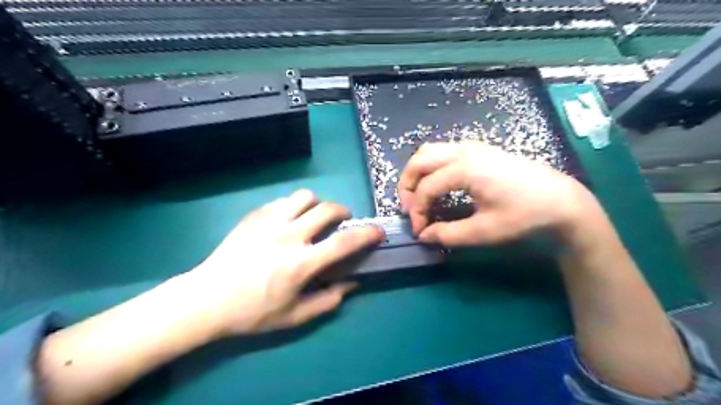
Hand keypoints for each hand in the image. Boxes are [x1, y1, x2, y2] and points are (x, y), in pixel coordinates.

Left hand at [187, 190, 388, 334]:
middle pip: (326, 209)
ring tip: (314, 216)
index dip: (366, 235)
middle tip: (342, 221)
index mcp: (300, 263)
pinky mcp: (254, 216)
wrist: (207, 299)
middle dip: (342, 211)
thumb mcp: (294, 316)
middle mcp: (288, 236)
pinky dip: (294, 207)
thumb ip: (328, 300)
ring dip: (317, 204)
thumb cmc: (252, 312)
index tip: (377, 231)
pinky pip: (282, 201)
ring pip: (304, 196)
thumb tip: (352, 283)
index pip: (343, 243)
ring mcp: (269, 222)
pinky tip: (288, 220)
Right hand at [397, 142, 593, 245]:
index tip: (419, 230)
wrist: (562, 201)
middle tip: (409, 209)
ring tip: (419, 196)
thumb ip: (448, 234)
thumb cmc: (524, 216)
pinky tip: (437, 184)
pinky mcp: (479, 150)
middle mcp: (464, 151)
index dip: (417, 211)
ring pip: (430, 151)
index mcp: (464, 169)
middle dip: (407, 185)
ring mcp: (472, 147)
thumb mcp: (484, 231)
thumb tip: (424, 235)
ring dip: (417, 173)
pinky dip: (431, 166)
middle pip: (419, 160)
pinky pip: (443, 151)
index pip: (426, 188)